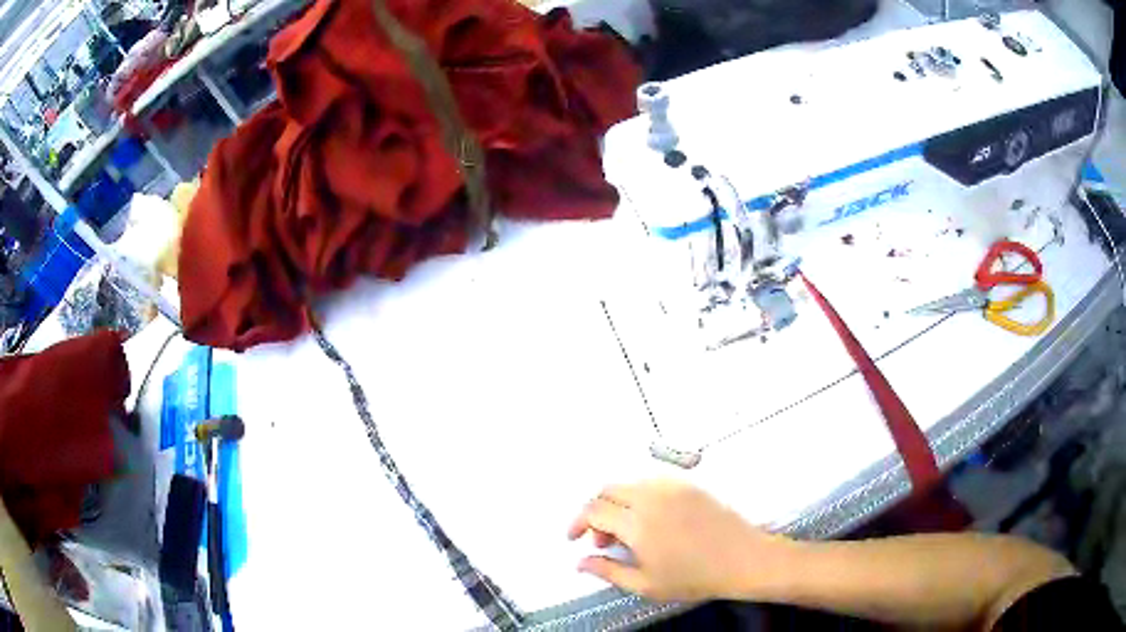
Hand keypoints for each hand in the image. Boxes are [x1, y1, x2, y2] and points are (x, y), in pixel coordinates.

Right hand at [567, 480, 794, 602]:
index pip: (593, 510)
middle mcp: (651, 497)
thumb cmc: (694, 577)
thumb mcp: (646, 584)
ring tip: (628, 533)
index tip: (575, 539)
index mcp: (637, 523)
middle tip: (602, 540)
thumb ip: (608, 572)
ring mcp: (672, 487)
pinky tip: (651, 521)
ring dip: (617, 504)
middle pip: (607, 491)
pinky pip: (652, 483)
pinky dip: (639, 497)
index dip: (577, 523)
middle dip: (595, 513)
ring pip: (629, 485)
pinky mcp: (688, 485)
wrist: (744, 558)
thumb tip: (580, 562)